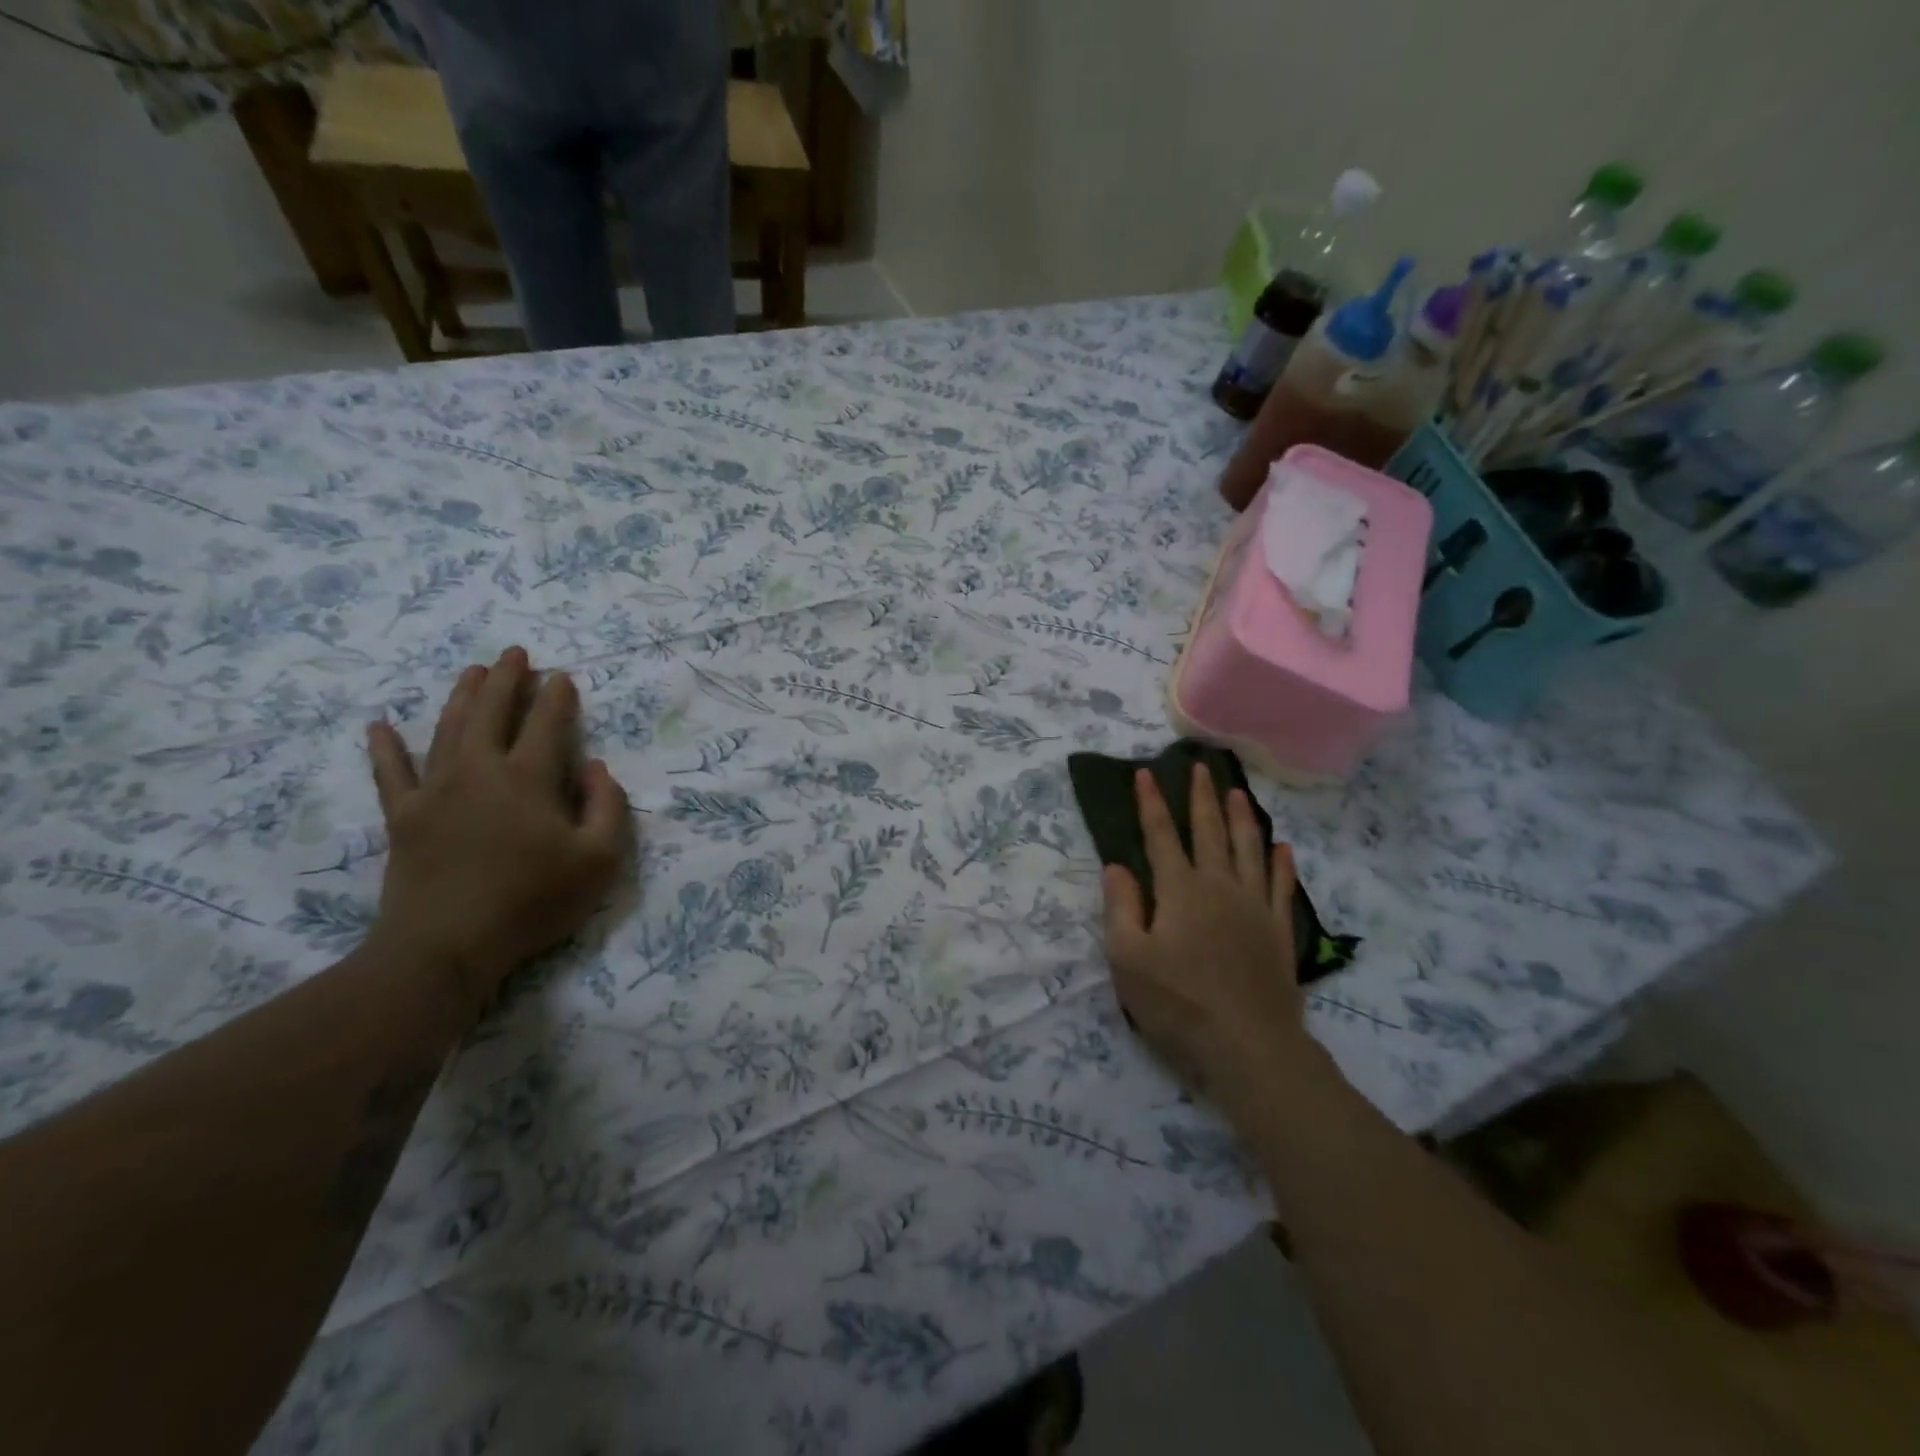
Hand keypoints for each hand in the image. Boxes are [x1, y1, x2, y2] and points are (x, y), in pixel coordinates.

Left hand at [365, 647, 632, 1016]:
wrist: (446, 947)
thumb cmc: (533, 901)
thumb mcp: (600, 860)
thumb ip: (609, 807)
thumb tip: (597, 768)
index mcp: (528, 779)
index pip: (547, 724)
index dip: (557, 697)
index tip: (562, 676)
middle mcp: (479, 771)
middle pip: (491, 712)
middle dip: (505, 679)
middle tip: (514, 653)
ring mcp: (435, 792)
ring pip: (447, 730)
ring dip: (460, 696)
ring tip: (470, 671)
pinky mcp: (403, 817)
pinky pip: (391, 773)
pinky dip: (385, 748)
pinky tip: (379, 725)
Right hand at [1100, 763, 1308, 1110]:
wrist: (1248, 1045)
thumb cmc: (1178, 1002)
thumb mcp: (1128, 959)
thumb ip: (1121, 907)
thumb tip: (1117, 866)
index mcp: (1179, 890)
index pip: (1160, 836)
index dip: (1151, 804)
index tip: (1146, 773)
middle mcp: (1219, 886)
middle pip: (1209, 831)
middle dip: (1201, 797)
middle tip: (1199, 767)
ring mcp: (1254, 906)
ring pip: (1248, 849)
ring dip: (1241, 818)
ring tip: (1236, 791)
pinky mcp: (1278, 929)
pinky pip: (1281, 885)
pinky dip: (1282, 863)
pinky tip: (1283, 847)